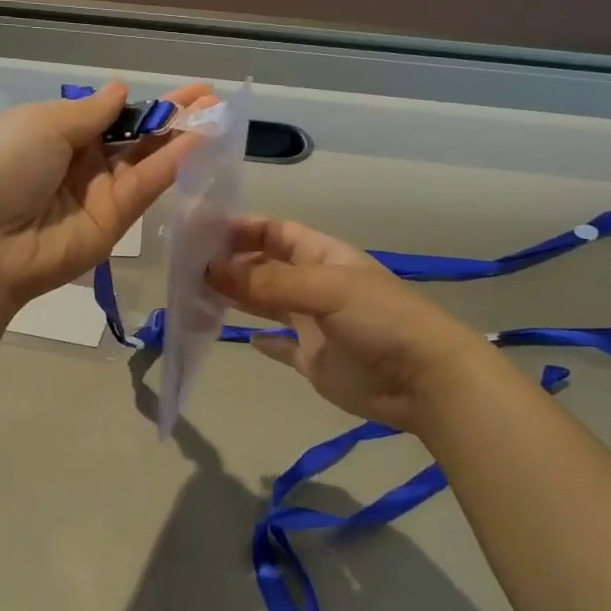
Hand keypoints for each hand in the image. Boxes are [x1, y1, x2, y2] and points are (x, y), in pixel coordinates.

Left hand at [0, 82, 212, 305]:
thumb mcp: (42, 123)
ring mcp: (99, 192)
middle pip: (133, 135)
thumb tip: (120, 90)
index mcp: (54, 131)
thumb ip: (90, 111)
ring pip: (146, 159)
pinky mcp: (115, 221)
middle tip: (210, 97)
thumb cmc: (3, 166)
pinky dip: (174, 163)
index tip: (178, 90)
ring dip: (181, 136)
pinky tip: (201, 140)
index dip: (141, 102)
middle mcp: (80, 161)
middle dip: (171, 116)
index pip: (107, 114)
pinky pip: (146, 185)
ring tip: (218, 113)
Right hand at [208, 217, 503, 437]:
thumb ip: (268, 282)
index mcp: (322, 256)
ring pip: (267, 304)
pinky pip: (281, 345)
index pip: (275, 232)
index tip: (201, 233)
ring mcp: (314, 324)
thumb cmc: (380, 319)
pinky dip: (262, 341)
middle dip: (232, 264)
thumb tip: (211, 270)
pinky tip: (240, 336)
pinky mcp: (313, 360)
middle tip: (186, 268)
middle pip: (266, 267)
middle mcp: (315, 285)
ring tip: (197, 296)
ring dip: (238, 298)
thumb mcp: (325, 289)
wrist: (424, 380)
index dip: (242, 229)